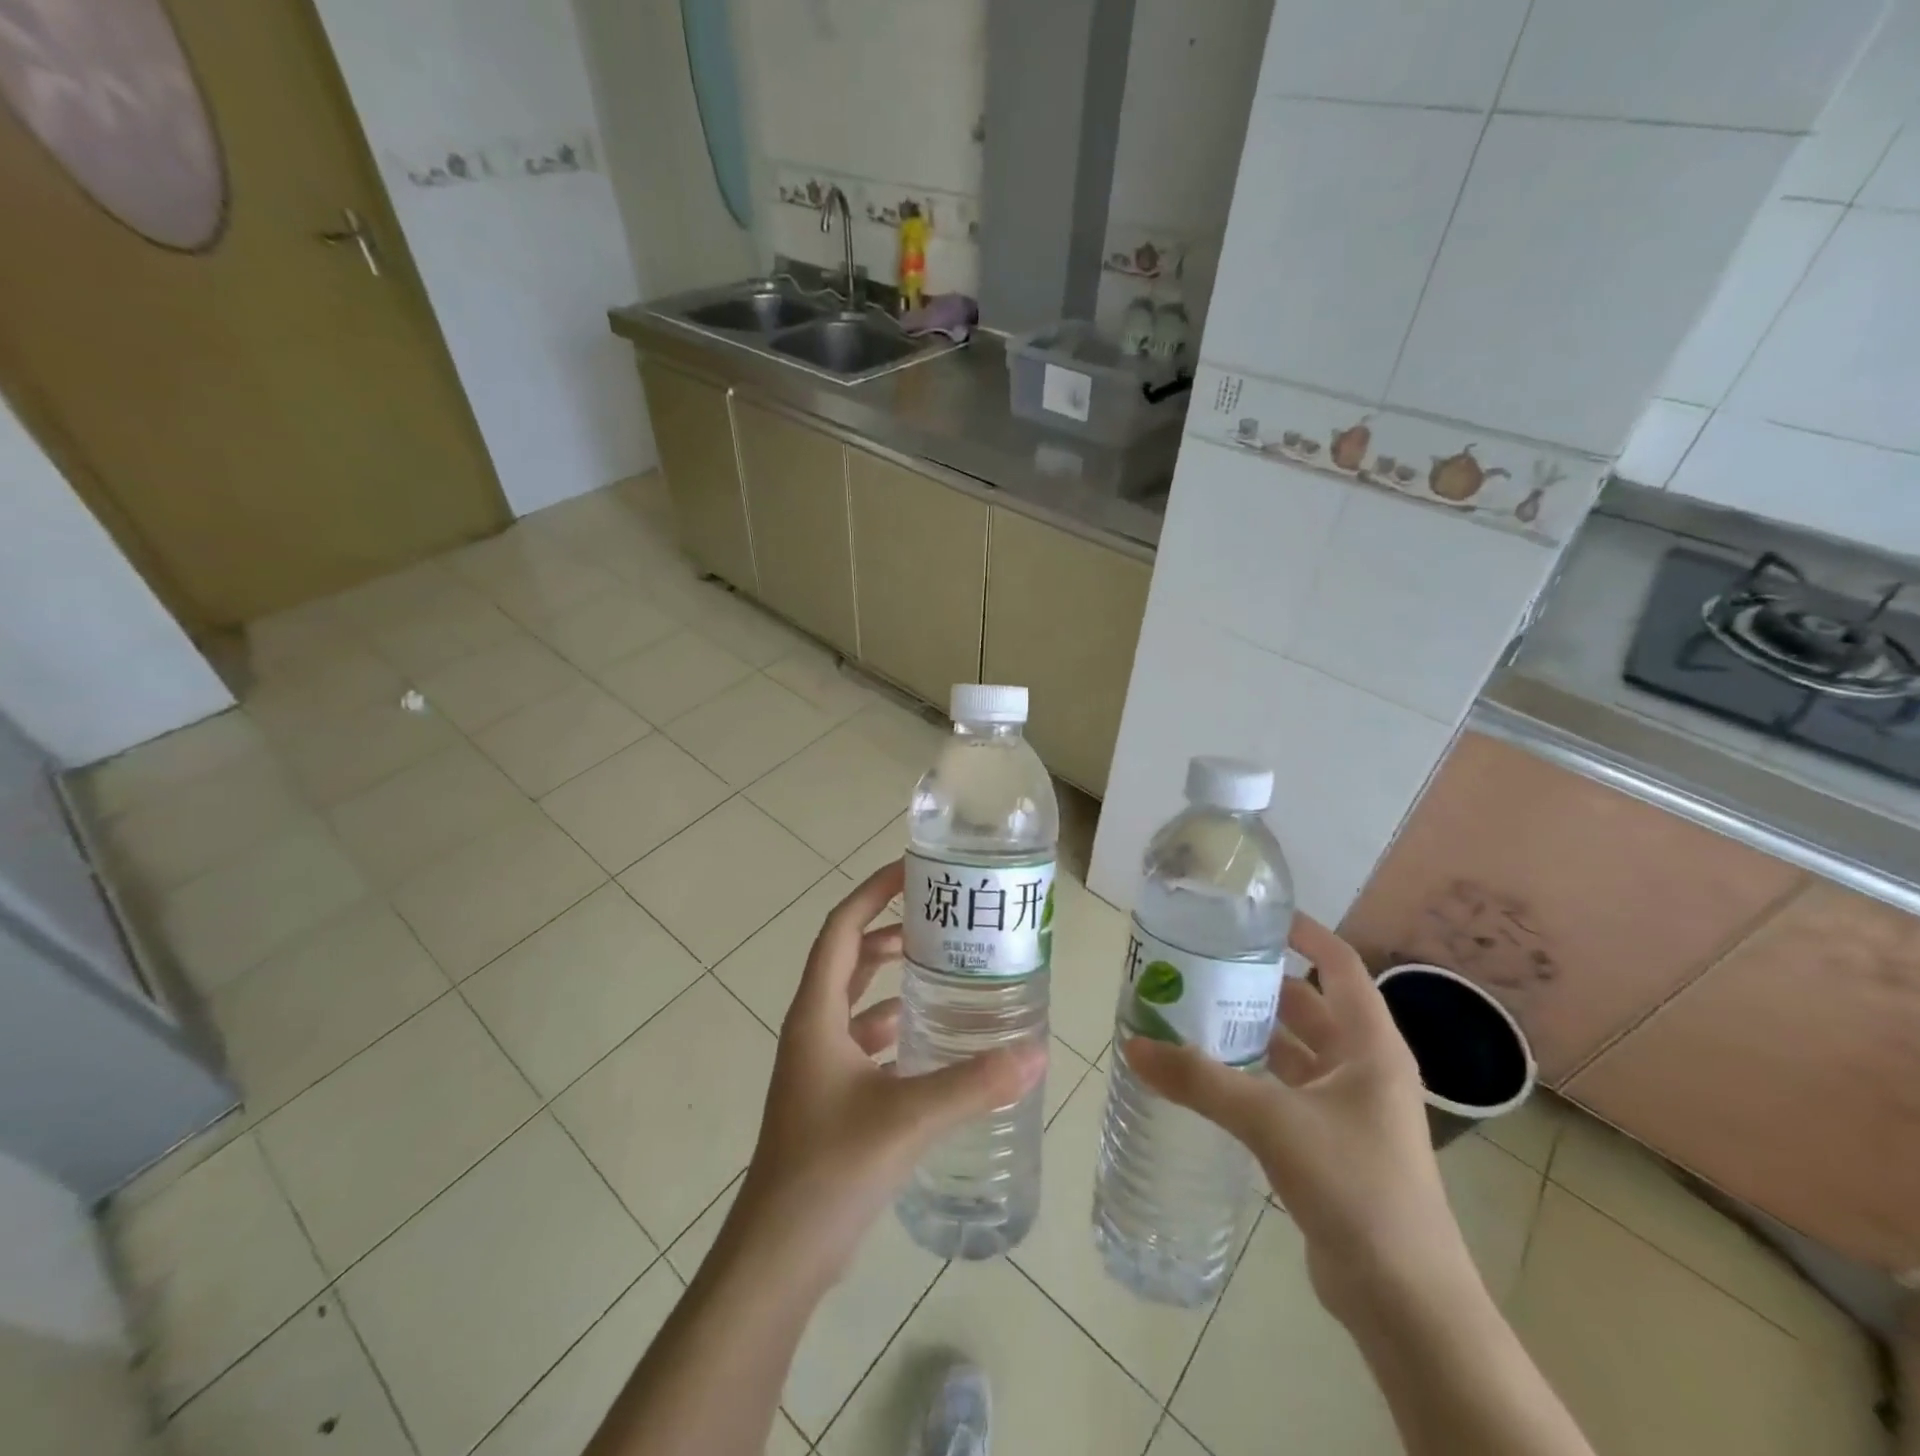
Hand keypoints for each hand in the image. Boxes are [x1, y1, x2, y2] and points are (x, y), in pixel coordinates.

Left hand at [728, 862, 1046, 1282]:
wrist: (777, 1256)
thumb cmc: (830, 1169)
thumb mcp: (908, 1118)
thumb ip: (974, 1084)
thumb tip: (1037, 1052)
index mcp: (817, 1014)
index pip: (842, 929)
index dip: (872, 892)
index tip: (912, 870)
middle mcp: (813, 1029)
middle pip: (849, 959)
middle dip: (890, 931)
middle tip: (941, 920)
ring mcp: (818, 1065)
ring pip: (856, 1002)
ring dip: (893, 980)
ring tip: (945, 970)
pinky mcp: (829, 1097)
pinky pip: (863, 1041)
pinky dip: (893, 1027)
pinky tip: (932, 1040)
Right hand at [1124, 913, 1464, 1323]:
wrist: (1405, 1301)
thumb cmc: (1355, 1186)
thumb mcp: (1272, 1121)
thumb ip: (1201, 1082)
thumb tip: (1133, 1044)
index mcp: (1370, 1045)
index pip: (1339, 964)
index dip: (1303, 932)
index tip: (1252, 915)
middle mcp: (1363, 1067)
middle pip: (1308, 1004)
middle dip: (1258, 983)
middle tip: (1200, 964)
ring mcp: (1348, 1108)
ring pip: (1293, 1050)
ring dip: (1250, 1032)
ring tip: (1192, 1011)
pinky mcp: (1330, 1144)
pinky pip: (1284, 1090)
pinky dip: (1251, 1076)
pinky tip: (1208, 1075)